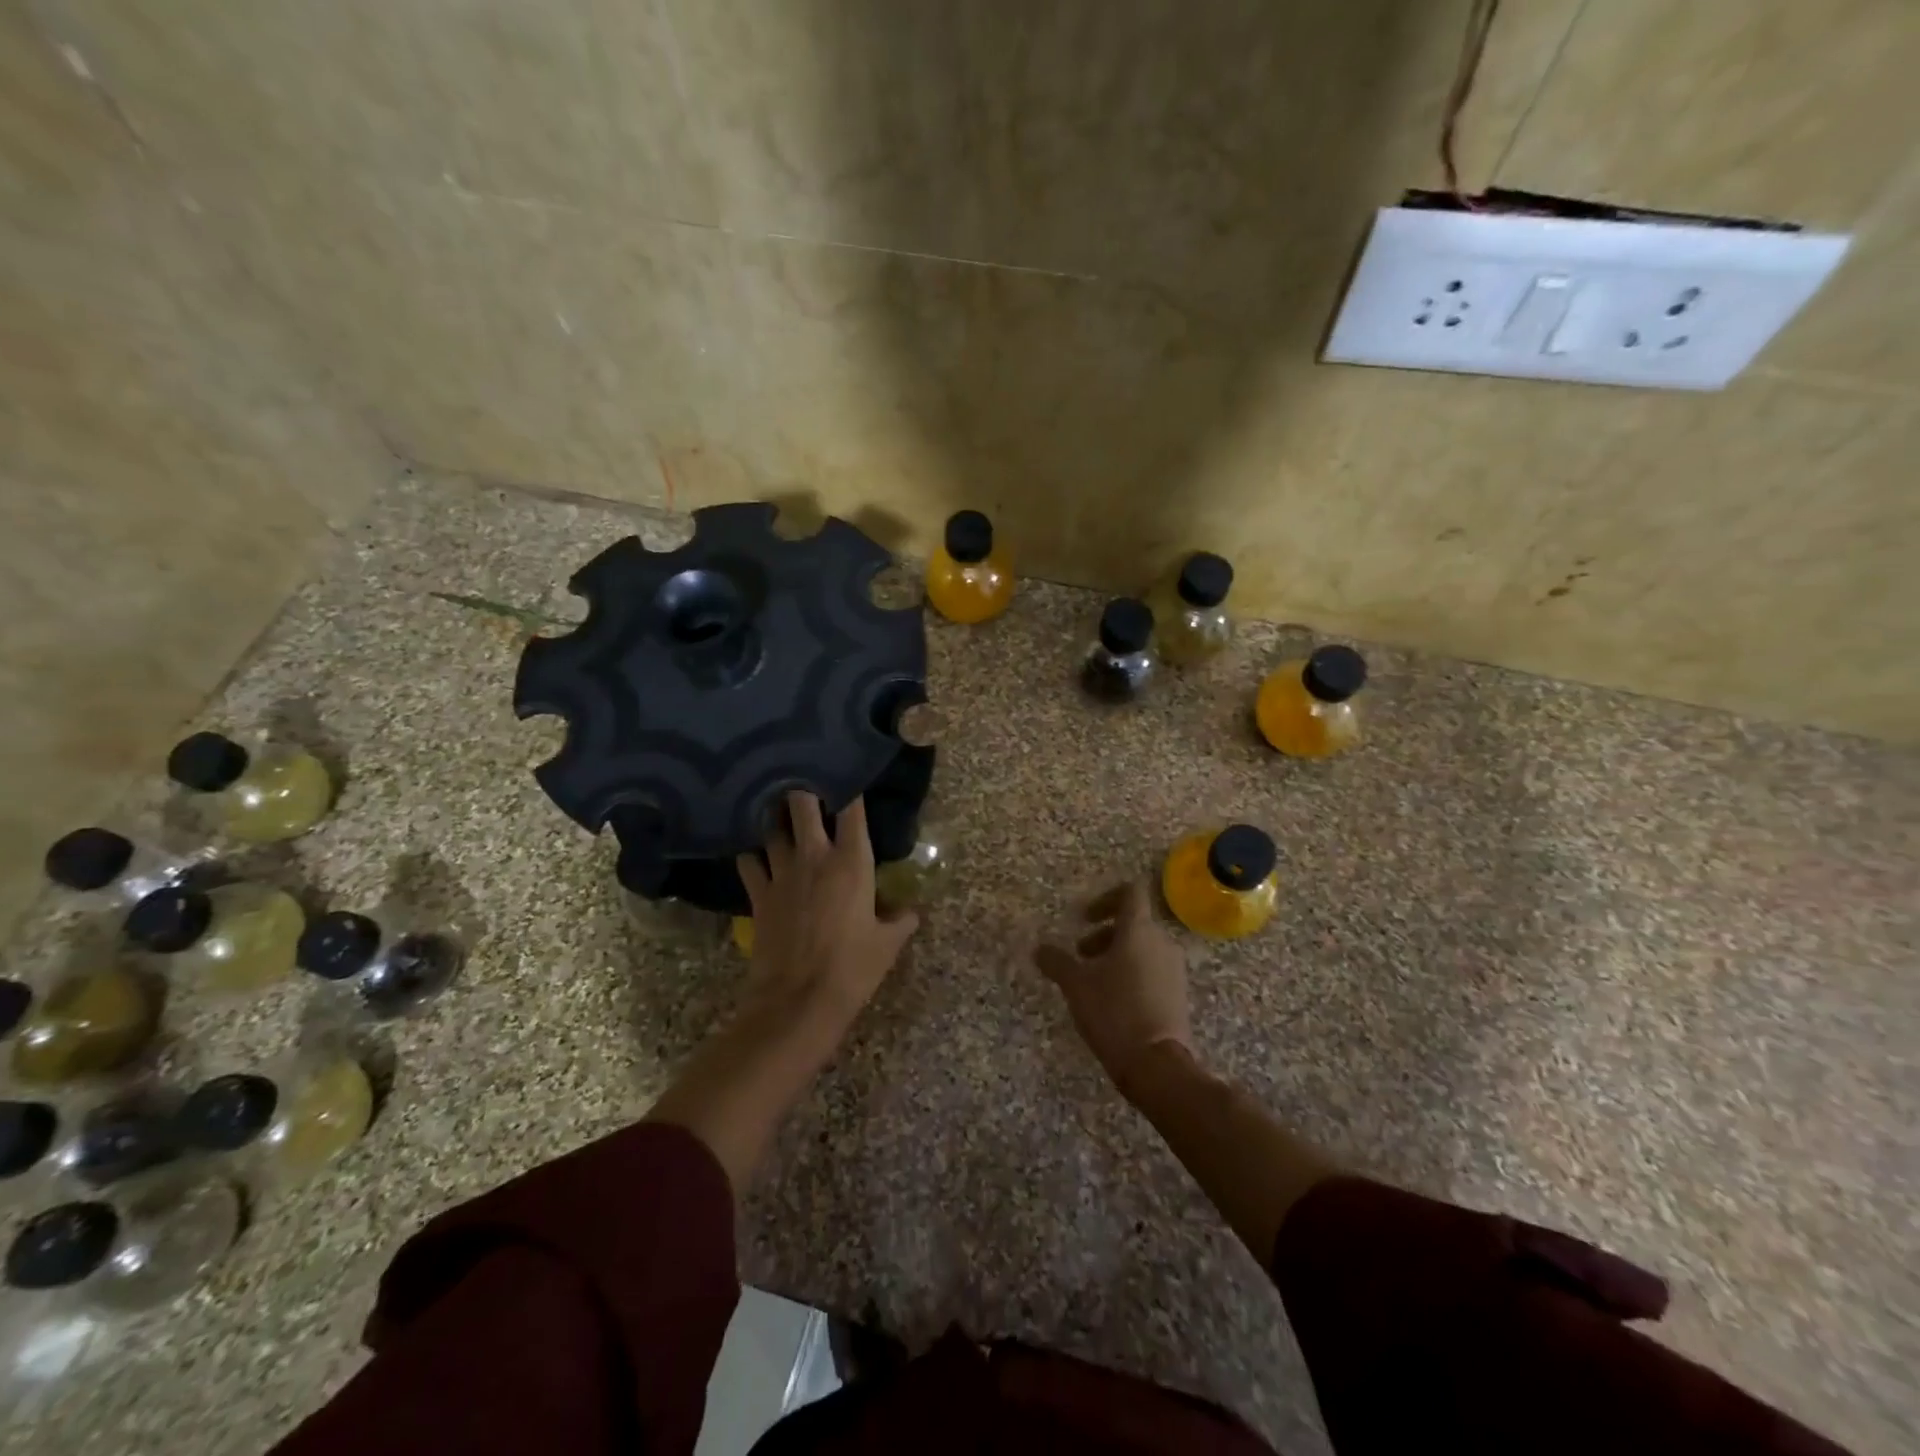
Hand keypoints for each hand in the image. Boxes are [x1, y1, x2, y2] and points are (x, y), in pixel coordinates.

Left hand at [737, 792, 919, 1041]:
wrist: (797, 1002)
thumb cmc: (852, 969)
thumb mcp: (887, 944)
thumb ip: (901, 921)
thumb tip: (911, 912)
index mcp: (851, 862)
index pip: (852, 810)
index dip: (849, 789)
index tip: (848, 776)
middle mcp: (814, 856)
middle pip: (801, 804)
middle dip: (803, 789)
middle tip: (806, 786)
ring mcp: (781, 873)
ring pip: (770, 827)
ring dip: (775, 818)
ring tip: (778, 810)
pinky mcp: (758, 895)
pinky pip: (748, 861)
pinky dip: (751, 852)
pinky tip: (755, 851)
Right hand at [1035, 880, 1192, 1097]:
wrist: (1158, 1064)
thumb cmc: (1114, 1012)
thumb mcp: (1076, 985)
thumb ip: (1056, 961)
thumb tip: (1039, 949)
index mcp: (1139, 930)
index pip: (1130, 892)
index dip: (1106, 898)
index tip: (1084, 918)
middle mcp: (1161, 942)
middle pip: (1133, 923)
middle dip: (1103, 934)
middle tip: (1080, 954)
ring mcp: (1174, 969)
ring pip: (1143, 948)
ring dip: (1116, 955)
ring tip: (1092, 981)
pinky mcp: (1178, 994)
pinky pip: (1153, 970)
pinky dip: (1132, 974)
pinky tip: (1112, 1001)